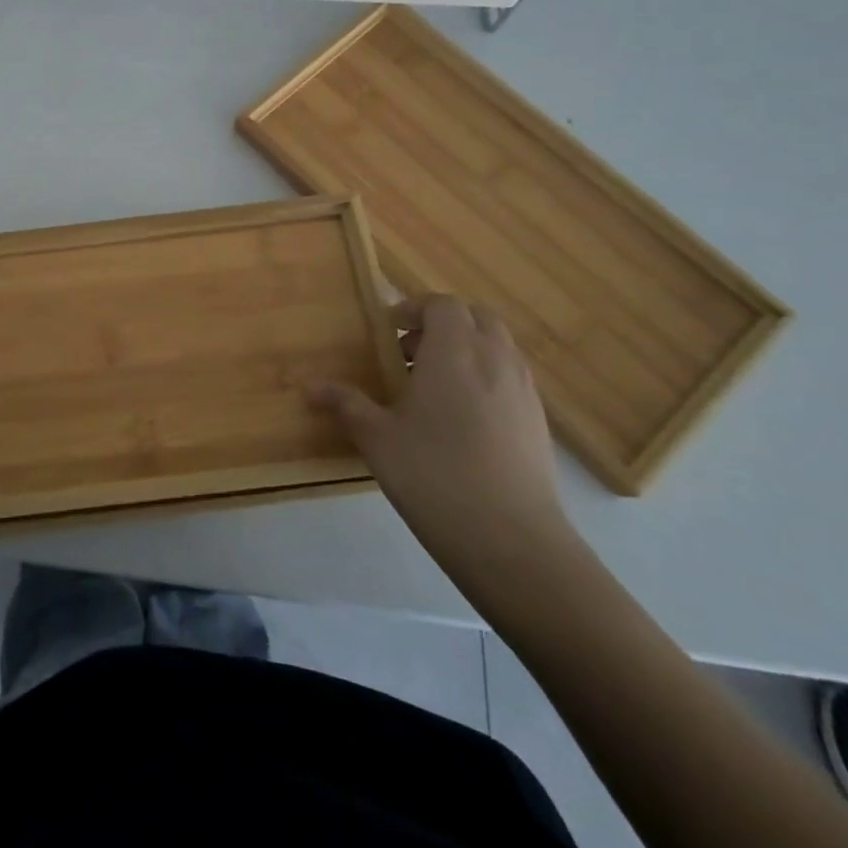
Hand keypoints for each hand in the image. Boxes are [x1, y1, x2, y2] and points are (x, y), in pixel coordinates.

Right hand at [303, 295, 568, 574]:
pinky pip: (510, 378)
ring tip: (433, 389)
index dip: (414, 310)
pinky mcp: (539, 422)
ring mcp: (523, 391)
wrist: (513, 542)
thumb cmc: (435, 476)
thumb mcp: (377, 439)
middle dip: (442, 324)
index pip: (442, 304)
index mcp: (454, 352)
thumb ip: (345, 404)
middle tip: (409, 354)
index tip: (388, 333)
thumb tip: (308, 385)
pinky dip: (486, 379)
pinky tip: (462, 421)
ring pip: (497, 346)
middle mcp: (494, 359)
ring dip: (466, 350)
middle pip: (475, 317)